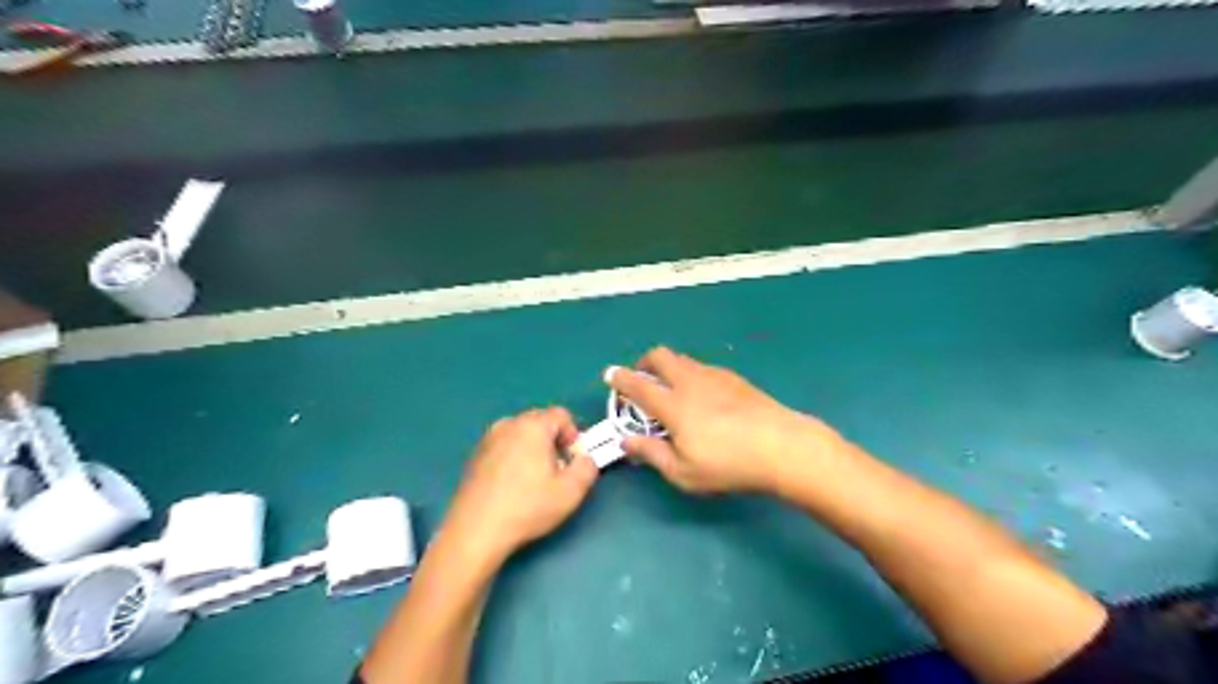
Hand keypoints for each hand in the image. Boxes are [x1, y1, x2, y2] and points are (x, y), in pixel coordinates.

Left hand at [447, 408, 601, 562]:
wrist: (476, 530)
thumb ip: (587, 468)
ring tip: (534, 480)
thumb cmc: (527, 507)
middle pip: (540, 421)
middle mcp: (508, 424)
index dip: (573, 435)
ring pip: (520, 434)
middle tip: (557, 471)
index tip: (572, 461)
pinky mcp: (475, 456)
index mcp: (533, 426)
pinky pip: (504, 446)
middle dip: (553, 441)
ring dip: (533, 449)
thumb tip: (585, 459)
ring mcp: (488, 439)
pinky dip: (513, 457)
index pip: (562, 415)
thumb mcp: (571, 492)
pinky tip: (512, 486)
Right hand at [606, 347, 838, 496]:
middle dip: (644, 363)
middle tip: (642, 379)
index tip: (609, 374)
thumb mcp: (683, 472)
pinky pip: (703, 367)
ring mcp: (715, 376)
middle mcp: (690, 382)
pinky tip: (702, 395)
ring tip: (672, 389)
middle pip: (660, 356)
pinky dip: (691, 374)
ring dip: (669, 367)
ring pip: (683, 360)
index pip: (638, 385)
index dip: (620, 379)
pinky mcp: (735, 378)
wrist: (782, 446)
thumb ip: (651, 453)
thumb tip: (626, 440)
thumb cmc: (728, 464)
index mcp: (673, 405)